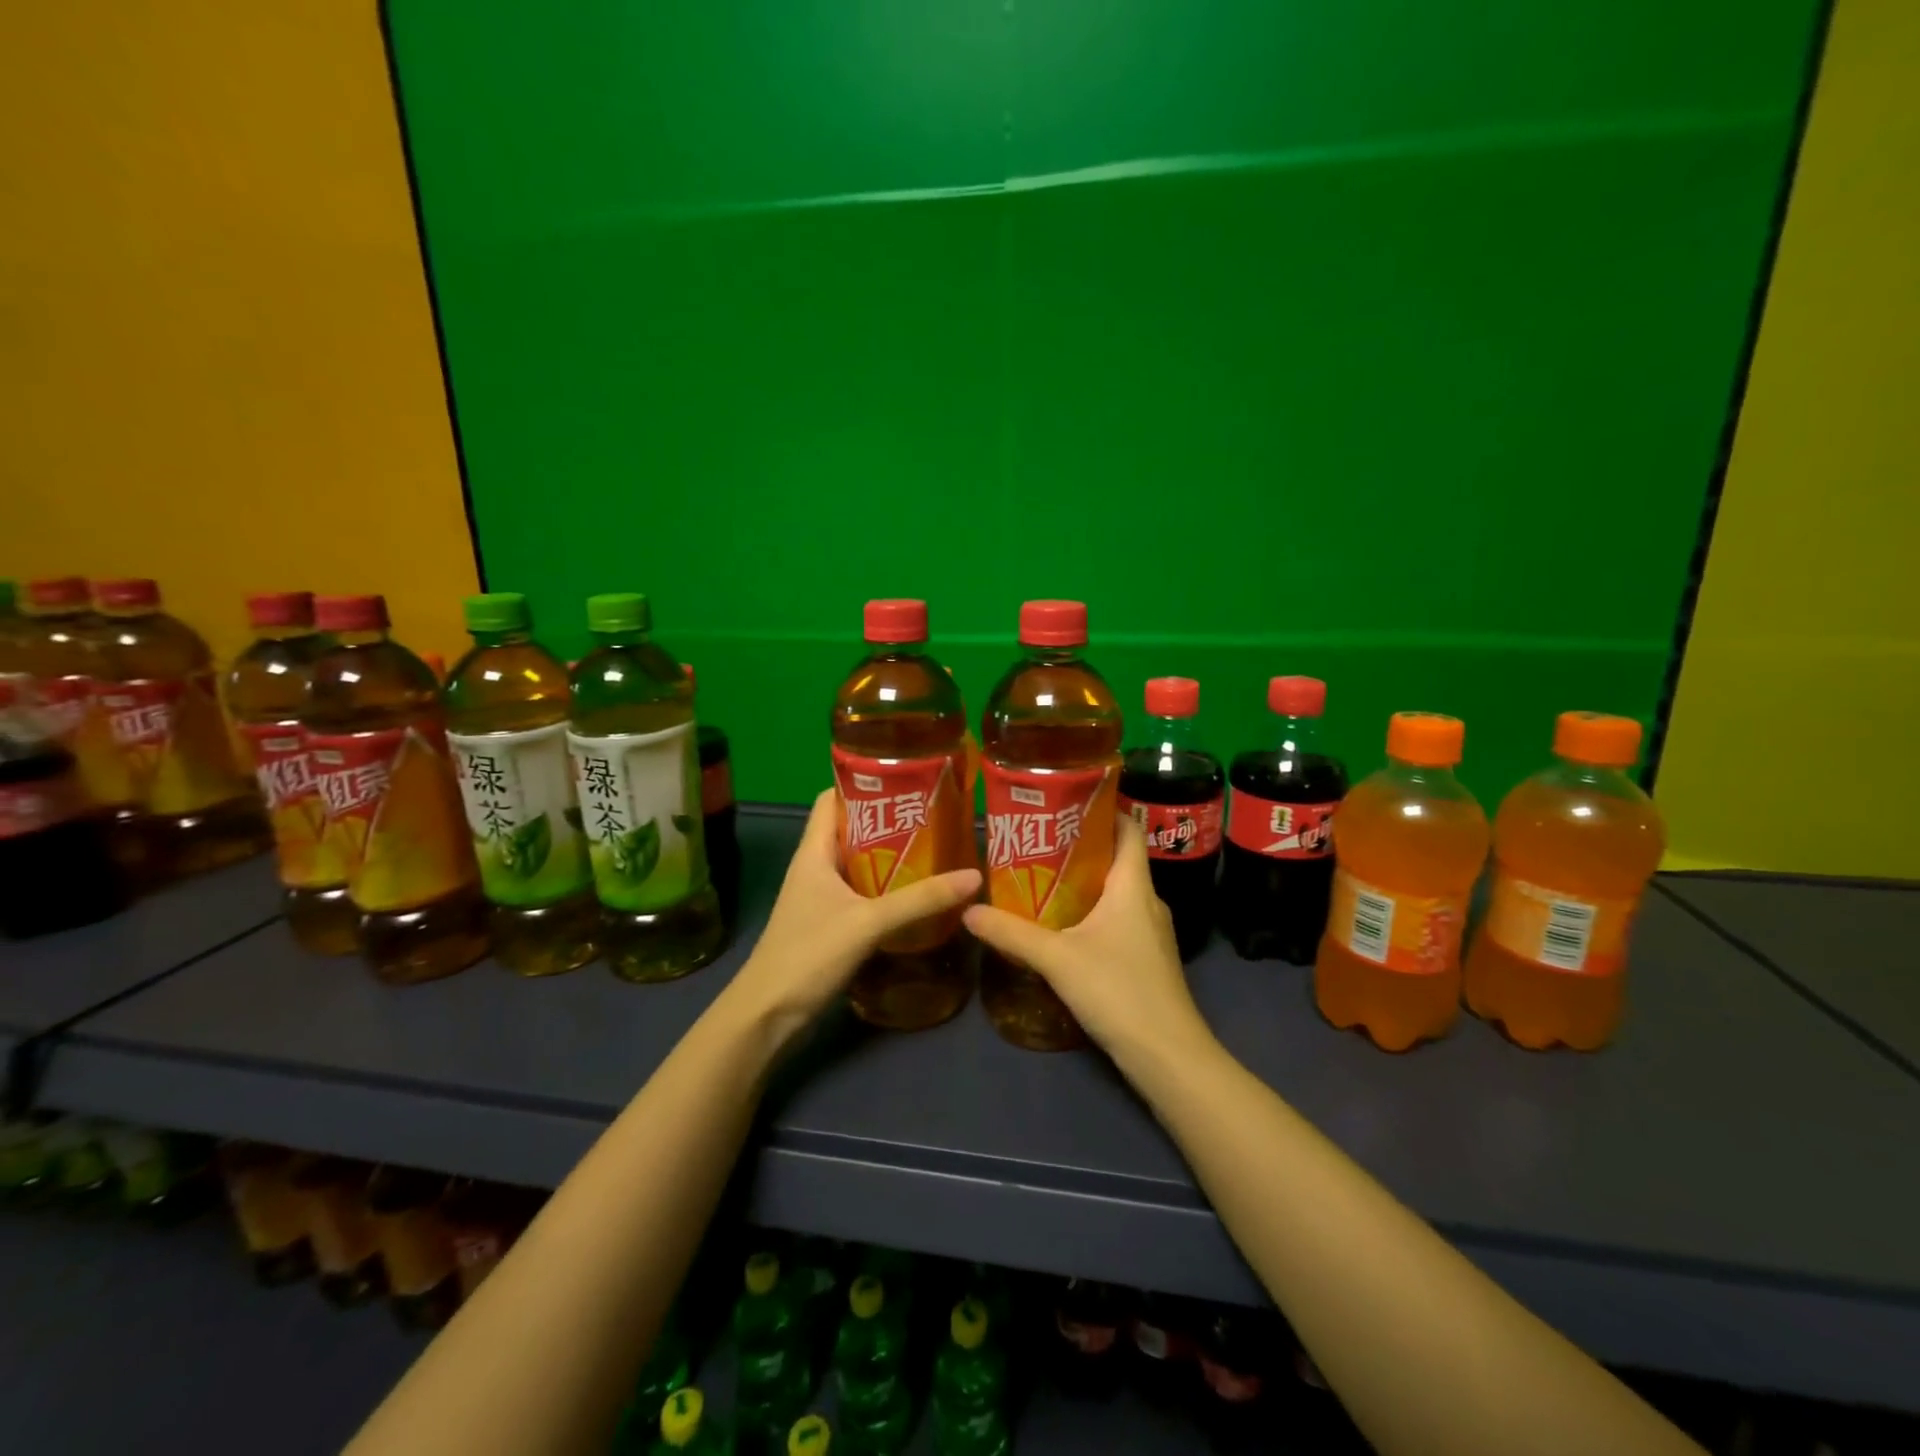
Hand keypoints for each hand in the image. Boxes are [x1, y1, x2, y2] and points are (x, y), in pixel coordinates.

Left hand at [724, 789, 981, 1047]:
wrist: (768, 1015)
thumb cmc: (808, 954)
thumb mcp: (868, 922)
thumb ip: (920, 900)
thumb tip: (973, 876)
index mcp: (814, 852)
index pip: (832, 799)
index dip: (863, 783)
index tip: (906, 778)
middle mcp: (816, 867)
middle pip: (852, 829)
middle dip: (890, 820)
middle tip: (936, 814)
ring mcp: (822, 897)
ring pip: (859, 863)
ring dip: (892, 856)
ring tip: (936, 847)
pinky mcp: (830, 923)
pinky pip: (863, 893)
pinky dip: (888, 888)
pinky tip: (919, 894)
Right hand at [962, 815, 1215, 1068]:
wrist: (1168, 1056)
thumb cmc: (1118, 991)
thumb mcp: (1057, 958)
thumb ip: (1011, 933)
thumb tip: (968, 910)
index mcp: (1133, 886)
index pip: (1128, 829)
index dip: (1104, 809)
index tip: (1066, 802)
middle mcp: (1148, 901)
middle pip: (1117, 859)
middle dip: (1079, 848)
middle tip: (1036, 842)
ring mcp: (1151, 933)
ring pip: (1116, 894)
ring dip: (1083, 884)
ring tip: (1040, 880)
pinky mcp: (1147, 960)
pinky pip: (1118, 921)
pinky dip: (1091, 914)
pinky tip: (1061, 928)